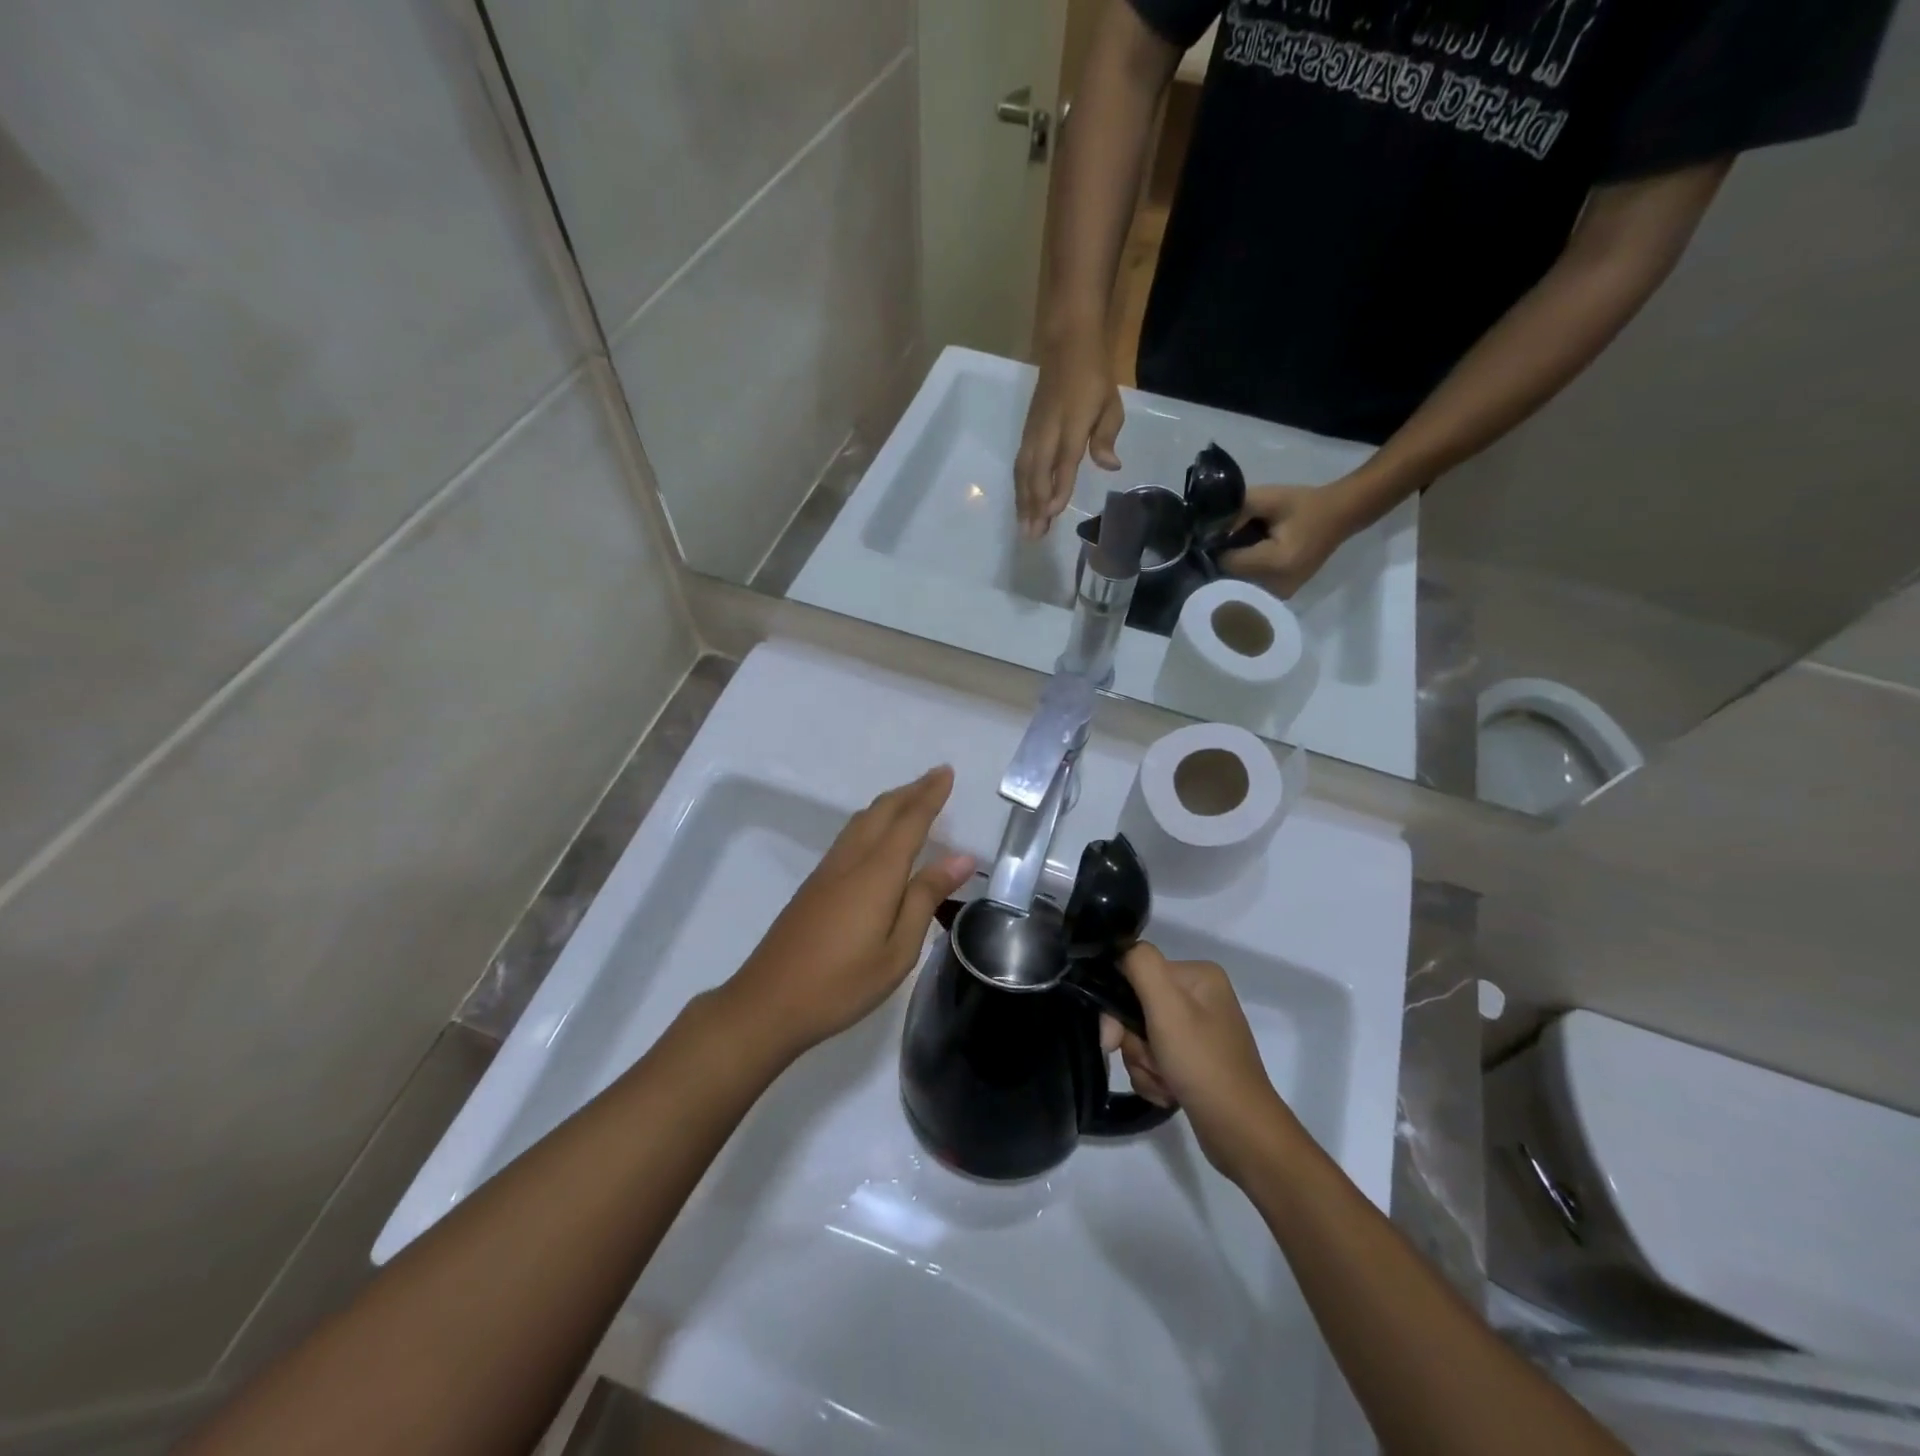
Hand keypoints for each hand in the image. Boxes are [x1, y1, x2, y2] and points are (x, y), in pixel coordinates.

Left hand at [726, 768, 973, 1056]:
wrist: (768, 1002)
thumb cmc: (842, 983)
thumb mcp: (897, 950)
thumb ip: (925, 897)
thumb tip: (961, 857)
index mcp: (876, 872)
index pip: (910, 821)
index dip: (930, 795)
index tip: (947, 772)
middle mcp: (851, 860)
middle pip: (882, 811)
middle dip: (911, 791)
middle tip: (936, 777)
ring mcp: (828, 870)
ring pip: (862, 820)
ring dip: (890, 803)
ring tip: (912, 798)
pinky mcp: (814, 884)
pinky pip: (850, 835)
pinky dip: (872, 821)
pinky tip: (877, 835)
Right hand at [1014, 328, 1123, 538]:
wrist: (1066, 345)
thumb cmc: (1093, 377)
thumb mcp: (1111, 403)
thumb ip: (1107, 436)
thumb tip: (1111, 466)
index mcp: (1071, 423)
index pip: (1064, 461)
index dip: (1058, 487)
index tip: (1053, 512)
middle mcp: (1047, 431)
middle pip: (1037, 473)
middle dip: (1034, 505)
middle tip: (1034, 535)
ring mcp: (1033, 432)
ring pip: (1024, 473)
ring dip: (1023, 502)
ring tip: (1025, 528)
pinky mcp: (1026, 434)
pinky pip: (1020, 466)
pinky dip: (1019, 488)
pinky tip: (1021, 505)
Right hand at [1101, 943, 1294, 1181]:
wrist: (1241, 1133)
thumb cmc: (1203, 1064)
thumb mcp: (1167, 1006)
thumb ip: (1140, 964)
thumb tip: (1119, 951)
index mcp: (1198, 975)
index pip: (1136, 973)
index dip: (1117, 1006)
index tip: (1113, 1038)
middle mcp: (1200, 997)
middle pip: (1137, 1008)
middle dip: (1134, 1042)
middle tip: (1149, 1064)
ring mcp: (1198, 1031)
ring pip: (1142, 1038)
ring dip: (1143, 1064)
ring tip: (1165, 1083)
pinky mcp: (1195, 1062)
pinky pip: (1155, 1060)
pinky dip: (1155, 1079)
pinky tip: (1170, 1094)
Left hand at [1218, 484, 1352, 596]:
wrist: (1340, 516)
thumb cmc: (1304, 505)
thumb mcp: (1269, 497)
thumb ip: (1237, 510)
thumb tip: (1209, 529)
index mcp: (1275, 563)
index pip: (1227, 563)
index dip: (1217, 548)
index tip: (1217, 535)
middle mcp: (1277, 586)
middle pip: (1230, 578)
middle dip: (1224, 561)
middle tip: (1226, 542)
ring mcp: (1280, 595)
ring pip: (1238, 586)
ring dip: (1233, 570)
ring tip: (1239, 550)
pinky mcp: (1282, 597)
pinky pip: (1250, 589)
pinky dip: (1245, 576)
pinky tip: (1250, 560)